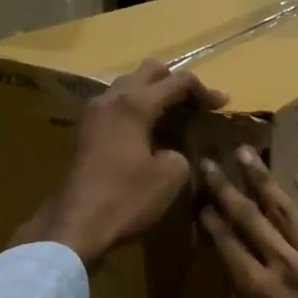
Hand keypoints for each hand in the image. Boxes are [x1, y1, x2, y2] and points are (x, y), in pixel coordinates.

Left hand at [13, 60, 226, 267]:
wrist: (75, 226)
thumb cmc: (126, 199)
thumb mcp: (170, 176)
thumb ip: (180, 152)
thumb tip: (171, 151)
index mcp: (135, 104)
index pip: (177, 81)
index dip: (204, 90)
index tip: (222, 105)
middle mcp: (111, 98)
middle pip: (148, 71)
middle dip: (175, 81)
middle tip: (196, 103)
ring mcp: (94, 114)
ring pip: (128, 86)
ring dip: (153, 93)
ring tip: (175, 115)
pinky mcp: (86, 132)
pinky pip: (116, 105)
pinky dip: (136, 109)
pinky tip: (149, 131)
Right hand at [197, 148, 297, 297]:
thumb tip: (231, 280)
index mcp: (257, 289)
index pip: (227, 243)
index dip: (210, 218)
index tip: (199, 196)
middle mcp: (284, 264)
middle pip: (250, 218)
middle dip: (227, 188)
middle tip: (211, 161)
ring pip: (285, 211)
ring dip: (263, 180)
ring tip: (247, 154)